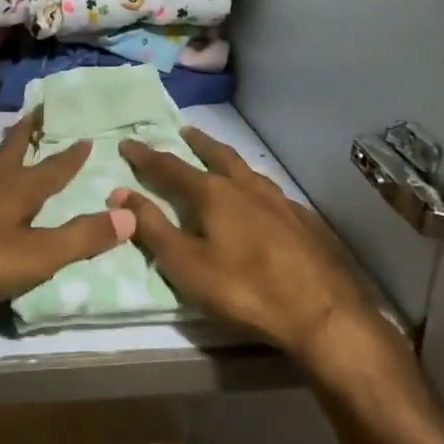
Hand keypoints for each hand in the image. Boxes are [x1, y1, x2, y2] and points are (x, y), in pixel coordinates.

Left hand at [0, 111, 132, 314]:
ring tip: (6, 146)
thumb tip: (131, 214)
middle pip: (12, 150)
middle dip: (27, 133)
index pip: (52, 168)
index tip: (85, 136)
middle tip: (36, 113)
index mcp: (17, 189)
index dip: (70, 155)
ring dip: (1, 153)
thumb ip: (82, 237)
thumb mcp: (37, 255)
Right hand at [115, 127, 399, 363]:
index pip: (170, 167)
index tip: (128, 142)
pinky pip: (270, 191)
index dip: (146, 156)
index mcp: (213, 193)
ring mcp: (279, 200)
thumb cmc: (244, 289)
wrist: (323, 312)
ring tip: (221, 157)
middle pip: (216, 155)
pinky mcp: (303, 219)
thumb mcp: (186, 264)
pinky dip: (254, 185)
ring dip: (227, 159)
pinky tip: (259, 198)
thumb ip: (152, 227)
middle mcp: (245, 186)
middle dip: (197, 143)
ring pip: (246, 169)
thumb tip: (120, 192)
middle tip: (185, 131)